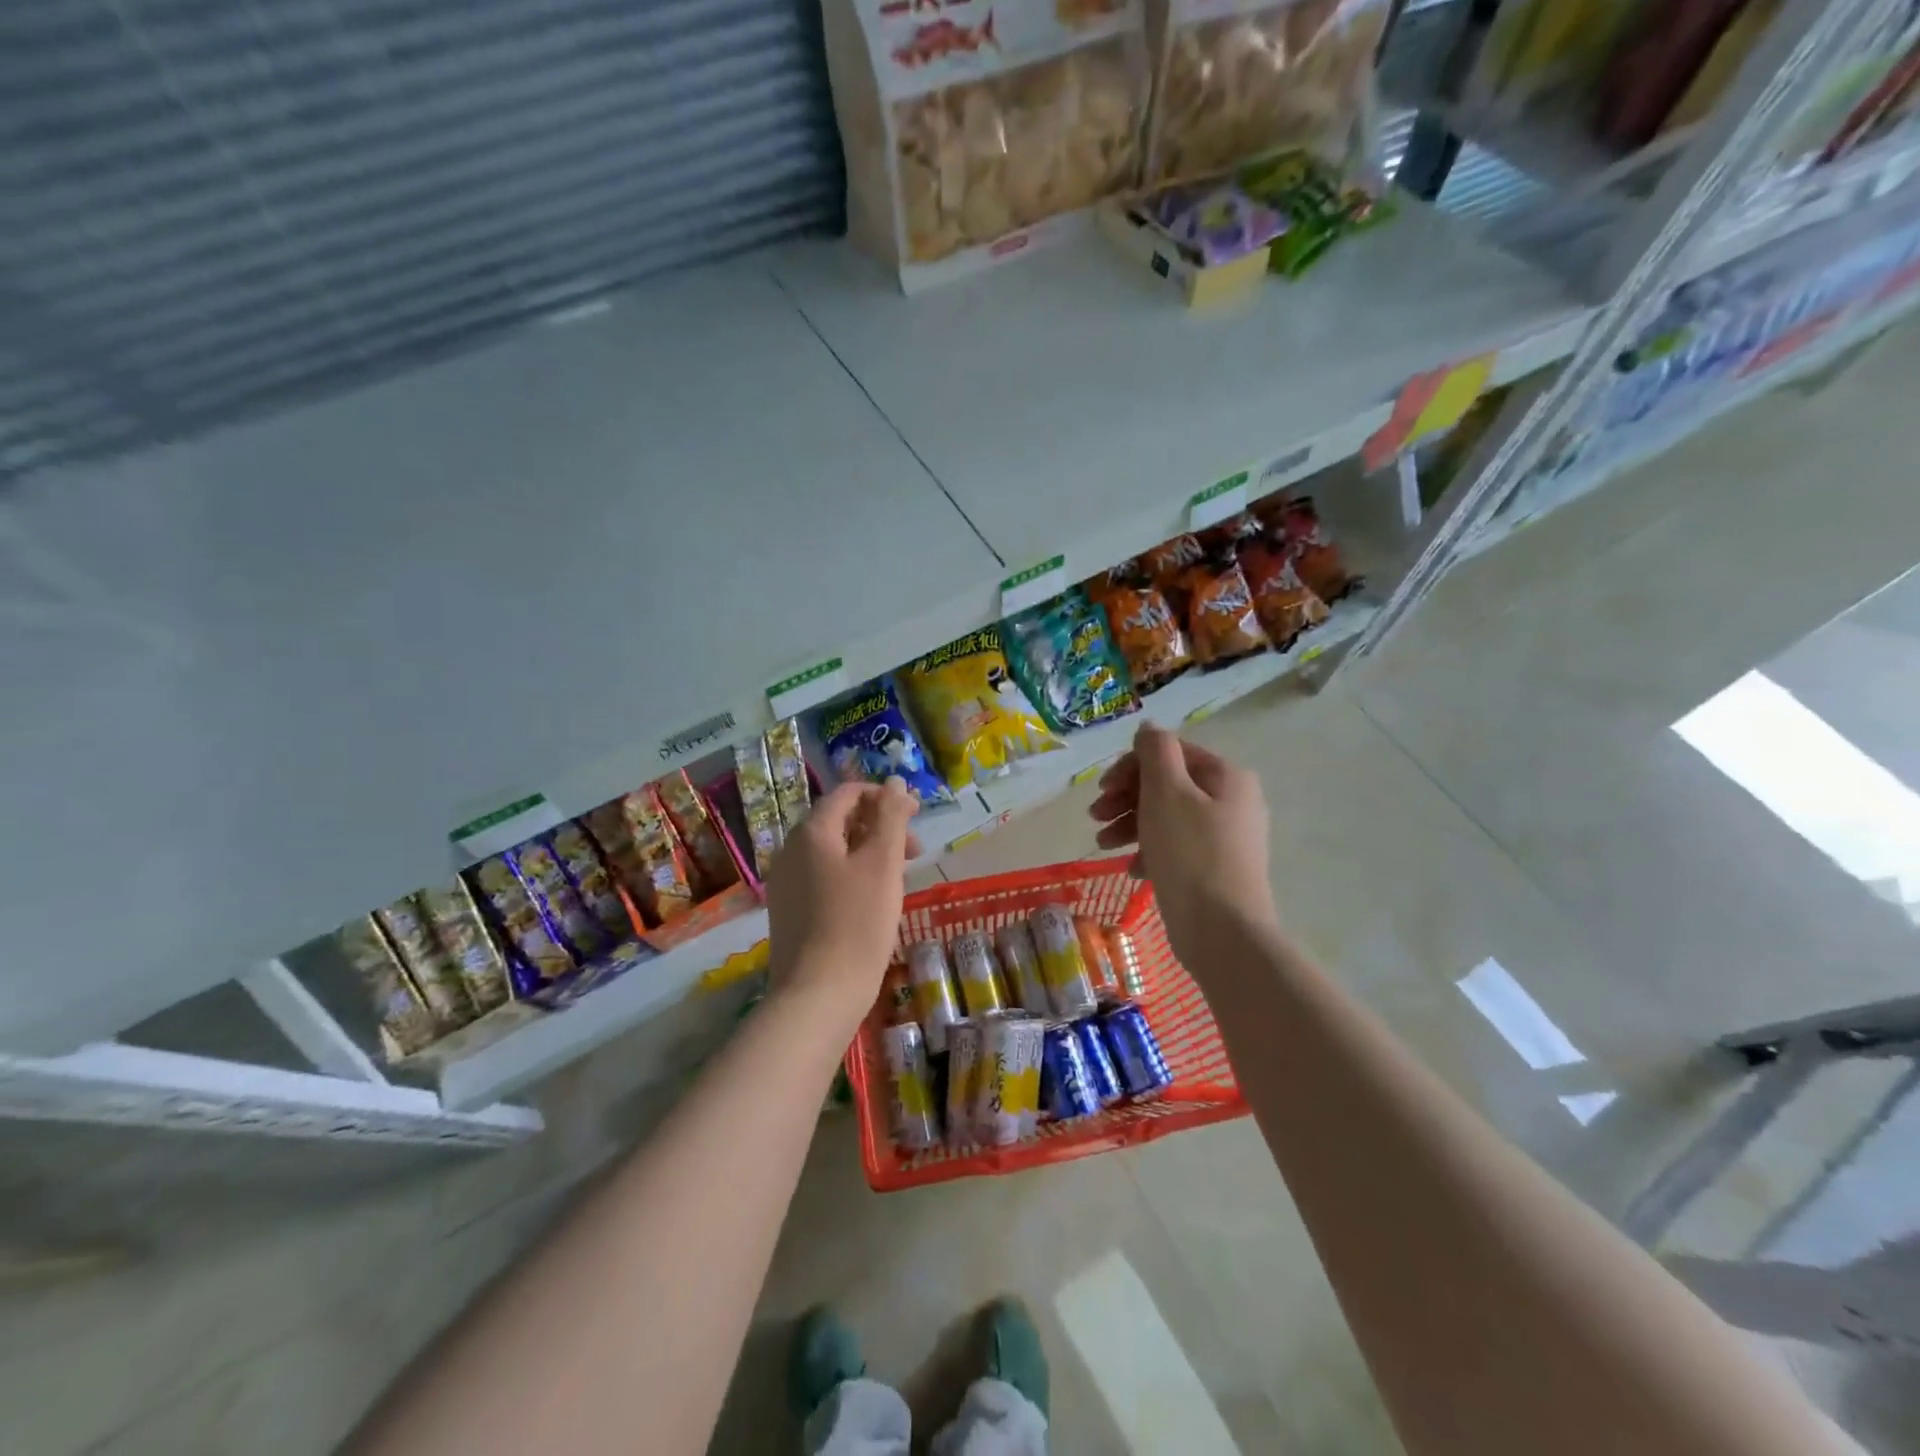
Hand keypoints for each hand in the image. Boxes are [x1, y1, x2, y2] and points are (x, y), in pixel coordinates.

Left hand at [765, 779, 921, 1019]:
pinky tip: (872, 900)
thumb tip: (896, 782)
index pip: (848, 793)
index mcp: (811, 832)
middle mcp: (790, 850)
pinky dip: (852, 875)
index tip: (917, 815)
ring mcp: (785, 882)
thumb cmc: (858, 923)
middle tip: (915, 851)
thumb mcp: (883, 862)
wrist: (818, 994)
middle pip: (840, 821)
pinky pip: (823, 876)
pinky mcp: (788, 910)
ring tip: (899, 877)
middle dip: (880, 826)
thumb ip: (891, 816)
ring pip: (833, 851)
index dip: (885, 796)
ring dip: (869, 851)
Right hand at [1088, 722, 1275, 953]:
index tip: (1102, 789)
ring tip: (1102, 845)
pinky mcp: (1215, 870)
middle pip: (1167, 785)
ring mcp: (1226, 838)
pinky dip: (1150, 852)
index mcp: (1226, 777)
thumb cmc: (1191, 854)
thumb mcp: (1166, 792)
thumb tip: (1149, 727)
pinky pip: (1176, 848)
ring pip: (1167, 817)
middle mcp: (1232, 801)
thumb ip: (1155, 752)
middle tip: (1095, 817)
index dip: (1131, 765)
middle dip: (1126, 798)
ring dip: (1130, 824)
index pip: (1171, 753)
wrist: (1223, 932)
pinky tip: (1132, 870)